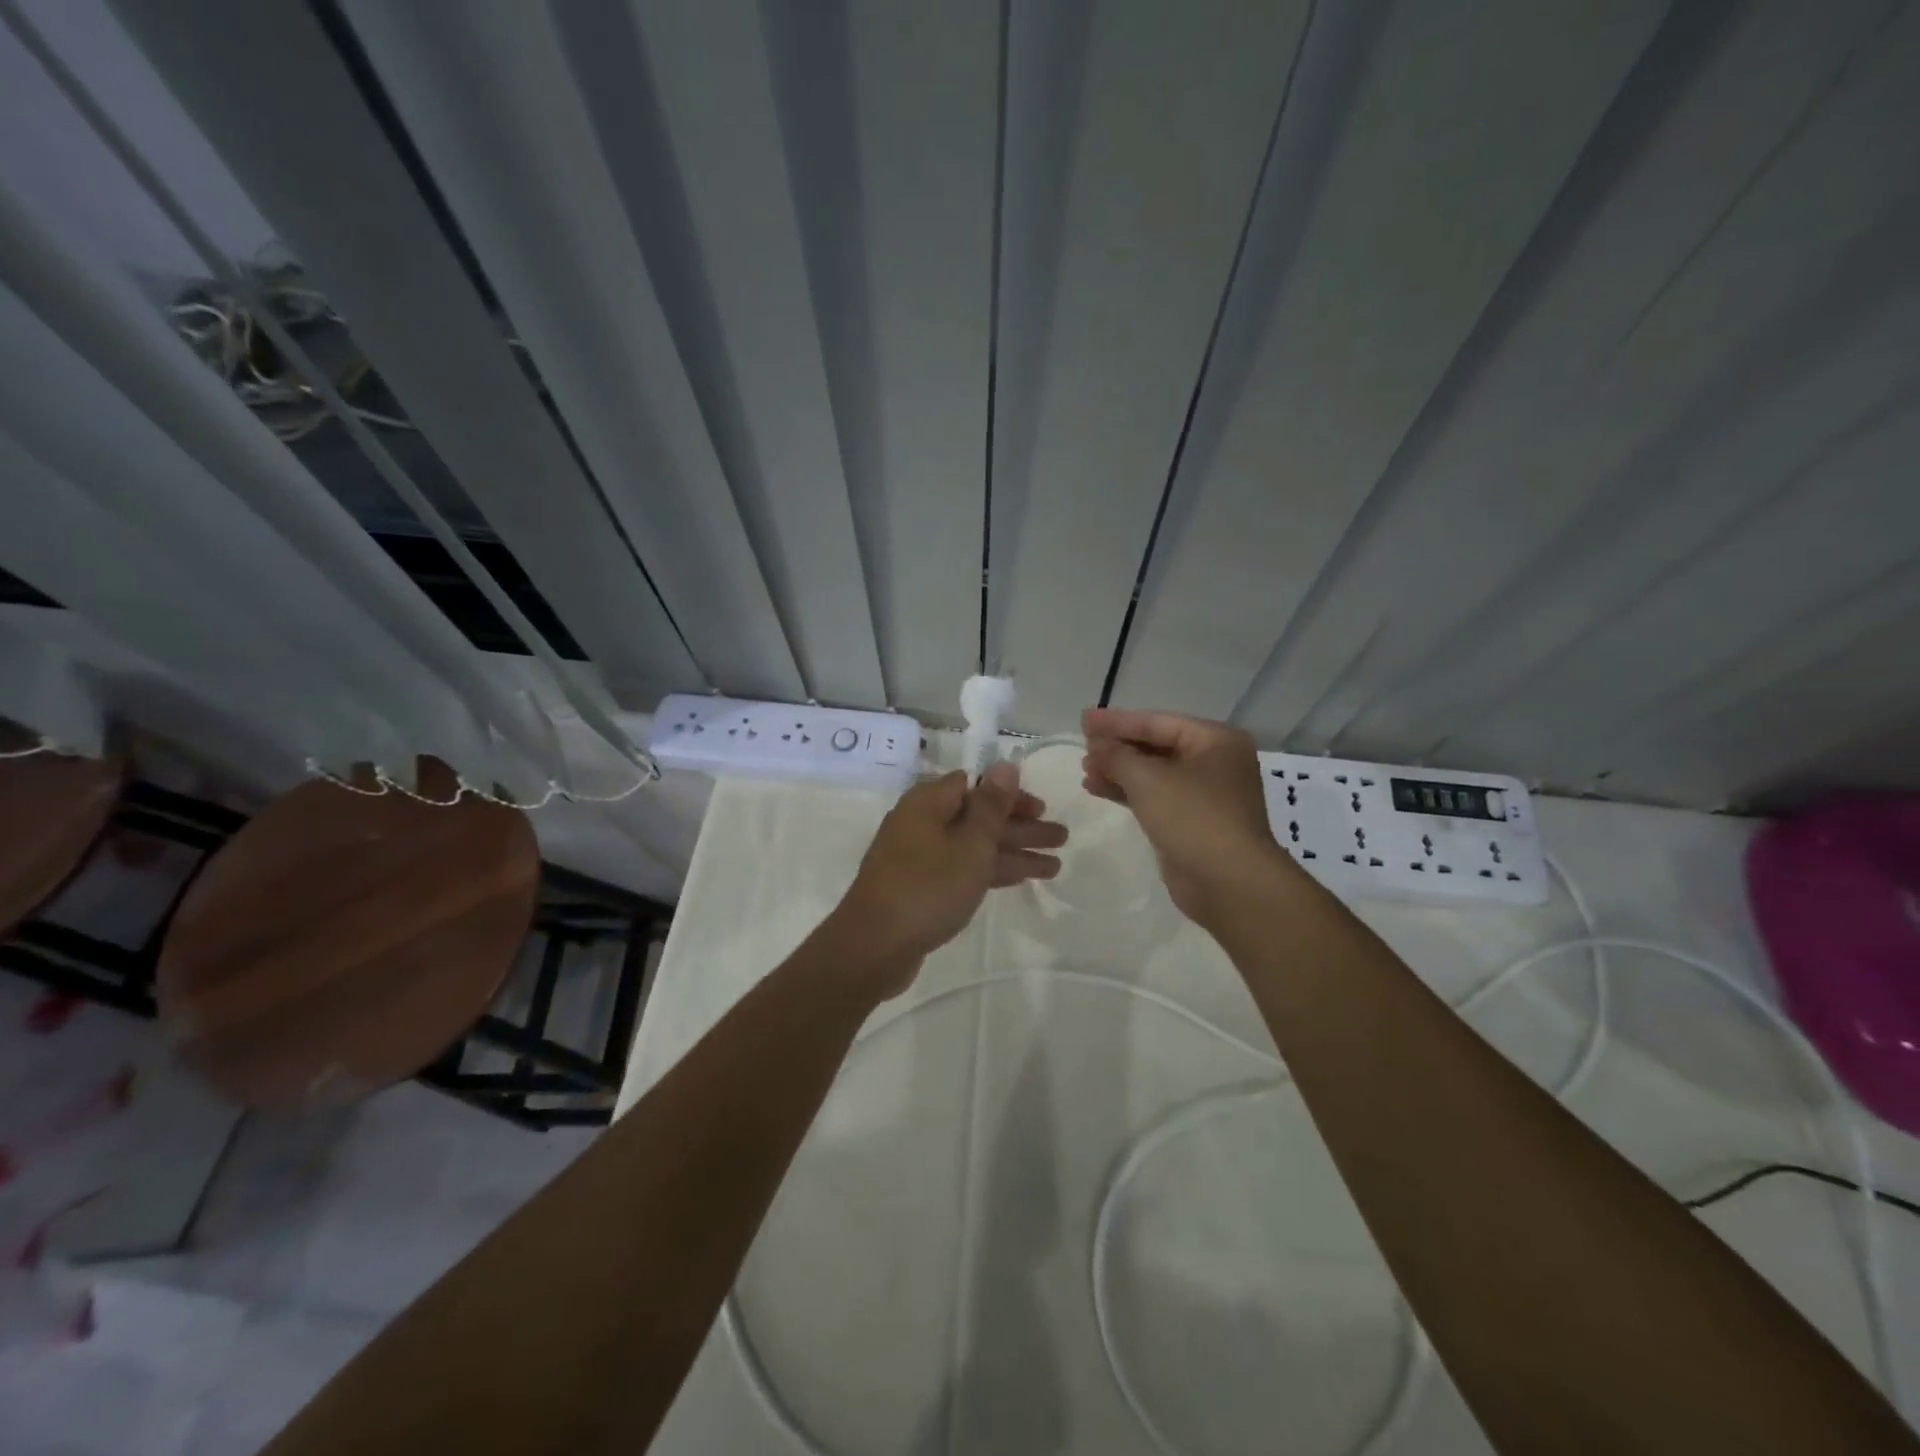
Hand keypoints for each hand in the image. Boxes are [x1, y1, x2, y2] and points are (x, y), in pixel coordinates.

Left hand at [828, 763, 1065, 994]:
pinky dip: (990, 871)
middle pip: (978, 817)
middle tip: (1061, 837)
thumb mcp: (970, 844)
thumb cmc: (928, 887)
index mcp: (928, 802)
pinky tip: (1020, 879)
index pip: (975, 784)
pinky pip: (962, 869)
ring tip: (1056, 866)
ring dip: (1013, 852)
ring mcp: (919, 857)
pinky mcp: (920, 887)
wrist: (874, 946)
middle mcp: (921, 823)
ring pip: (974, 846)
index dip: (1010, 795)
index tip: (1041, 808)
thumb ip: (992, 805)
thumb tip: (1005, 764)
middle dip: (1021, 827)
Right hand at [1081, 707, 1286, 926]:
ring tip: (1085, 771)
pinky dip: (1127, 792)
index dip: (1117, 721)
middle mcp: (1215, 762)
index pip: (1158, 722)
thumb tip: (1096, 745)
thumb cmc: (1193, 817)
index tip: (1083, 720)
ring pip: (1154, 773)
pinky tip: (1097, 789)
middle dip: (1118, 748)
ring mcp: (1205, 794)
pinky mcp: (1192, 822)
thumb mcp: (1147, 779)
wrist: (1228, 882)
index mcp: (1216, 740)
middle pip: (1157, 746)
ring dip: (1119, 771)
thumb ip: (1116, 756)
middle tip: (1083, 747)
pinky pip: (1155, 797)